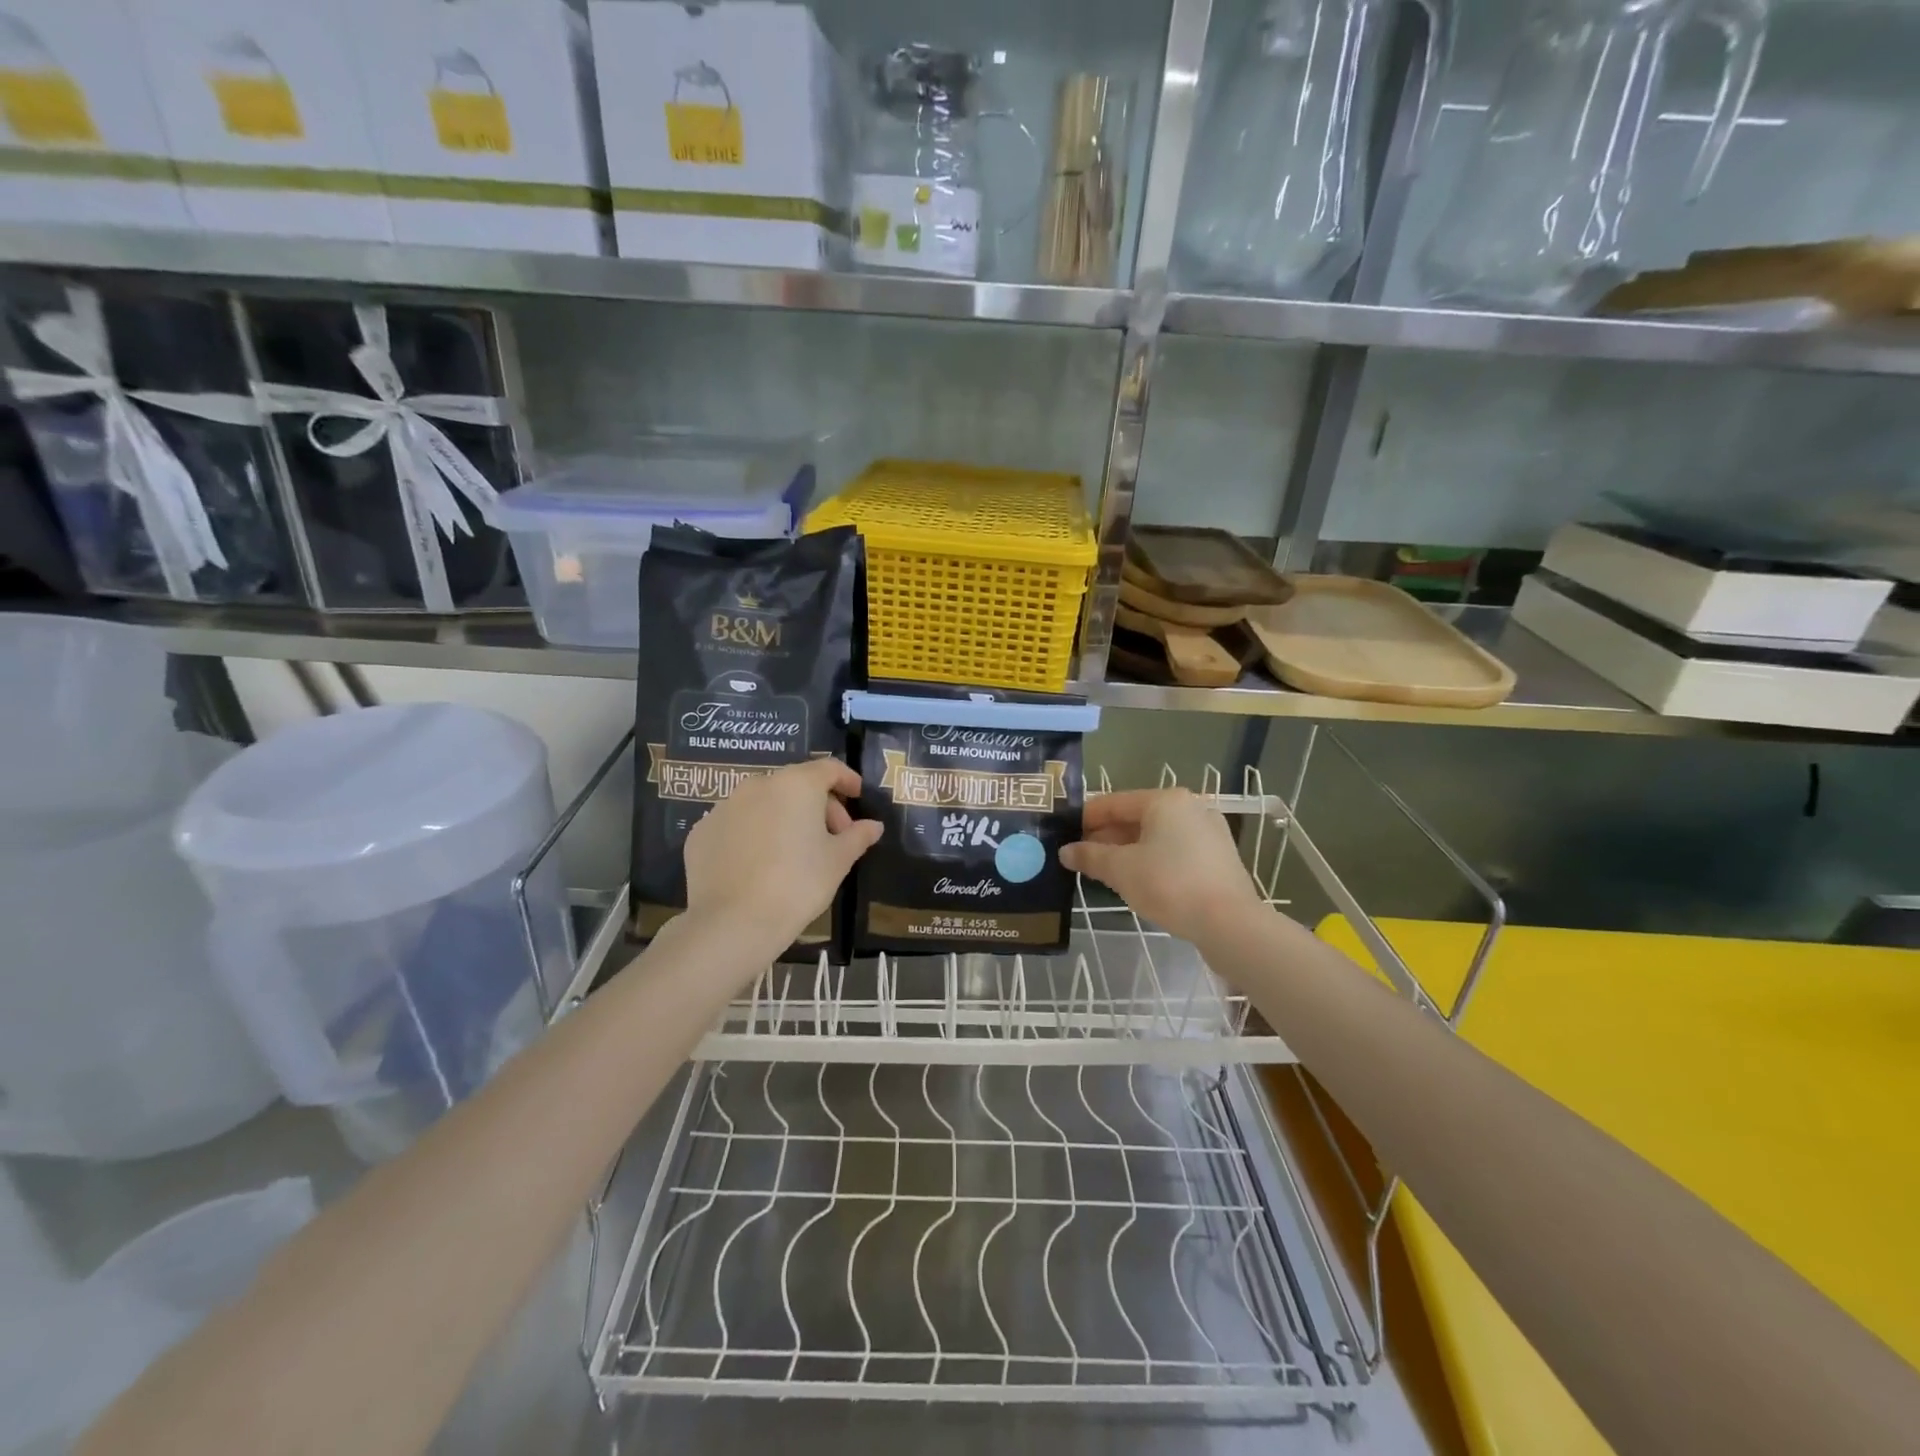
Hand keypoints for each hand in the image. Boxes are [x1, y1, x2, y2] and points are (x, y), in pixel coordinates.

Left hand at [683, 756, 882, 959]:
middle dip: (818, 806)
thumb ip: (858, 836)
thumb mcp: (838, 861)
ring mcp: (724, 807)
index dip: (847, 780)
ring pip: (764, 803)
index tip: (857, 797)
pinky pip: (737, 824)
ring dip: (784, 818)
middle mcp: (758, 785)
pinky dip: (753, 835)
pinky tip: (759, 865)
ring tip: (794, 852)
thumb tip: (873, 826)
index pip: (828, 768)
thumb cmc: (798, 884)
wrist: (733, 922)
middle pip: (796, 785)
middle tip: (832, 838)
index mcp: (796, 784)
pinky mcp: (702, 832)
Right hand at [1061, 789, 1266, 943]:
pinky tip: (1136, 880)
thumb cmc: (1170, 885)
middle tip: (1079, 856)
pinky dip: (1151, 860)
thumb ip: (1090, 857)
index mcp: (1165, 800)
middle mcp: (1189, 808)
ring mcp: (1207, 832)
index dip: (1085, 818)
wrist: (1230, 924)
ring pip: (1155, 835)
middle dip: (1106, 836)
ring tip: (1103, 870)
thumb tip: (1065, 852)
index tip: (1063, 834)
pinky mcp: (1217, 858)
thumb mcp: (1121, 870)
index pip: (1113, 802)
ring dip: (1127, 850)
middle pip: (1136, 817)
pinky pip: (1174, 851)